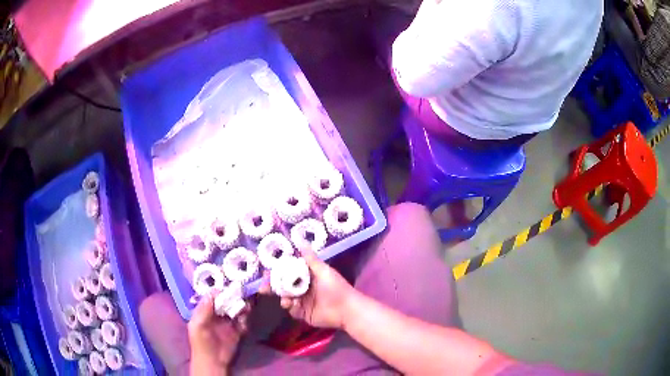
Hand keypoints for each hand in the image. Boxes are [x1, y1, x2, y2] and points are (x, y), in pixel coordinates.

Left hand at [188, 293, 248, 374]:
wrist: (213, 361)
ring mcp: (228, 322)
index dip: (221, 291)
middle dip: (234, 297)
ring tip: (246, 306)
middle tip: (242, 293)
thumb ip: (204, 310)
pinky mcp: (237, 331)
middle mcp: (217, 314)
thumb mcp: (198, 325)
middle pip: (227, 301)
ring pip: (236, 309)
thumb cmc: (201, 343)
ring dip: (242, 306)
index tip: (229, 286)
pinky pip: (243, 321)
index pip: (213, 296)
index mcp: (205, 310)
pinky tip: (244, 321)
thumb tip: (212, 292)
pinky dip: (245, 319)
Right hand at [262, 250, 357, 329]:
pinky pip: (291, 309)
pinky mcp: (303, 313)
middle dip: (273, 286)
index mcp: (307, 276)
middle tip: (263, 288)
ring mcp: (302, 301)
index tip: (266, 271)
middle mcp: (303, 287)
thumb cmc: (336, 288)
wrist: (346, 309)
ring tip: (286, 299)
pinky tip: (294, 305)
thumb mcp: (323, 271)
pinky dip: (290, 307)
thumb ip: (310, 258)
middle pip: (283, 286)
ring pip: (285, 298)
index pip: (288, 271)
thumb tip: (300, 239)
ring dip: (283, 297)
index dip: (276, 271)